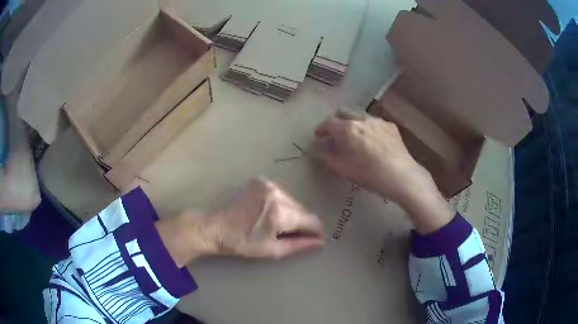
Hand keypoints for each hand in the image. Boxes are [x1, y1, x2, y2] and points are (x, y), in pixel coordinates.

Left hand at [156, 178, 323, 266]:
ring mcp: (268, 185)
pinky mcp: (261, 181)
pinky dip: (281, 204)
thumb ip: (299, 245)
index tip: (316, 237)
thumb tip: (320, 241)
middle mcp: (277, 194)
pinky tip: (269, 213)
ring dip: (292, 213)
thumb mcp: (273, 250)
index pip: (310, 219)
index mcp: (280, 213)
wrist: (217, 228)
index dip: (315, 230)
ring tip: (277, 224)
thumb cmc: (244, 243)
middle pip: (302, 209)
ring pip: (293, 200)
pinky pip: (281, 194)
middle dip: (302, 222)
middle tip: (290, 234)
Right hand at [314, 109, 452, 233]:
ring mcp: (378, 121)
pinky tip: (373, 140)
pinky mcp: (390, 126)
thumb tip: (318, 151)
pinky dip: (368, 128)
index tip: (319, 136)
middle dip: (337, 121)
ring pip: (360, 116)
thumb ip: (327, 158)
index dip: (321, 129)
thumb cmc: (368, 174)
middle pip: (344, 112)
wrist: (400, 175)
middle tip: (336, 133)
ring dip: (353, 123)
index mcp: (347, 129)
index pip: (328, 123)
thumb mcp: (343, 169)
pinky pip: (374, 122)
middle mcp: (361, 120)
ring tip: (355, 136)